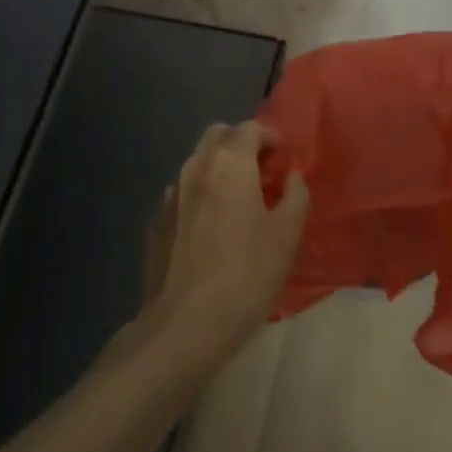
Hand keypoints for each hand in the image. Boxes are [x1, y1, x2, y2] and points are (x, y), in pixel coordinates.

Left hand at [144, 121, 308, 356]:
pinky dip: (201, 194)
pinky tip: (212, 225)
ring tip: (239, 198)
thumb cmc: (247, 273)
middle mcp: (196, 168)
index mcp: (230, 164)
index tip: (284, 159)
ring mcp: (171, 194)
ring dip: (219, 168)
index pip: (249, 128)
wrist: (187, 322)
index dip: (271, 137)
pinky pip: (182, 192)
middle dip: (241, 144)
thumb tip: (292, 177)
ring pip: (197, 162)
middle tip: (262, 170)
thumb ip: (295, 196)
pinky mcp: (157, 222)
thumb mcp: (287, 234)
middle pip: (217, 135)